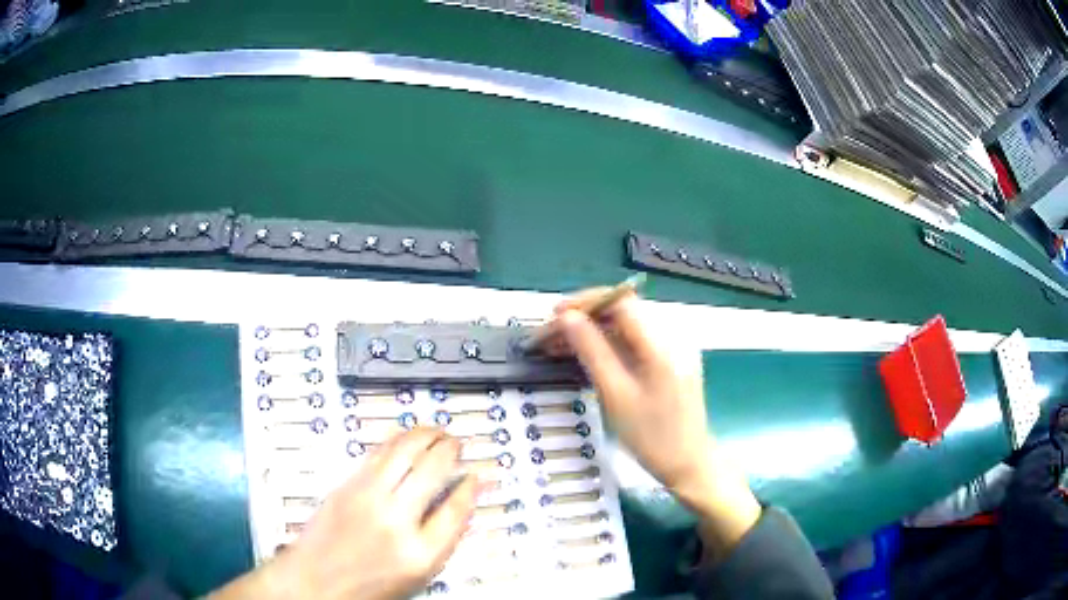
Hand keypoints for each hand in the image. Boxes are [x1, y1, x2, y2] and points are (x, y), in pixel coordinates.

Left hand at [210, 428, 476, 599]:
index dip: (470, 488)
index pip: (456, 510)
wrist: (315, 581)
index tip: (477, 476)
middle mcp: (396, 521)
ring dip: (425, 435)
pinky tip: (406, 436)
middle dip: (450, 451)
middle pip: (432, 471)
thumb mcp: (416, 577)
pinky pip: (377, 454)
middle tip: (459, 443)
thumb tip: (458, 509)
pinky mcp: (347, 486)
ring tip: (438, 431)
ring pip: (404, 452)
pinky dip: (397, 439)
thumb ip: (440, 542)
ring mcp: (368, 499)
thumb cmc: (367, 586)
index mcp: (420, 553)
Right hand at [552, 290, 760, 557]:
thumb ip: (592, 351)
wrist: (688, 465)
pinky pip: (634, 343)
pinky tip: (585, 356)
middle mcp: (671, 336)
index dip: (585, 302)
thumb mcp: (616, 395)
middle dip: (584, 317)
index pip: (620, 301)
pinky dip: (607, 345)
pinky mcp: (670, 361)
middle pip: (622, 312)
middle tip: (550, 336)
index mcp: (661, 343)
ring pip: (625, 327)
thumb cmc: (652, 437)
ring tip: (558, 346)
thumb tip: (566, 318)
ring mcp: (672, 349)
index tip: (554, 315)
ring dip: (592, 332)